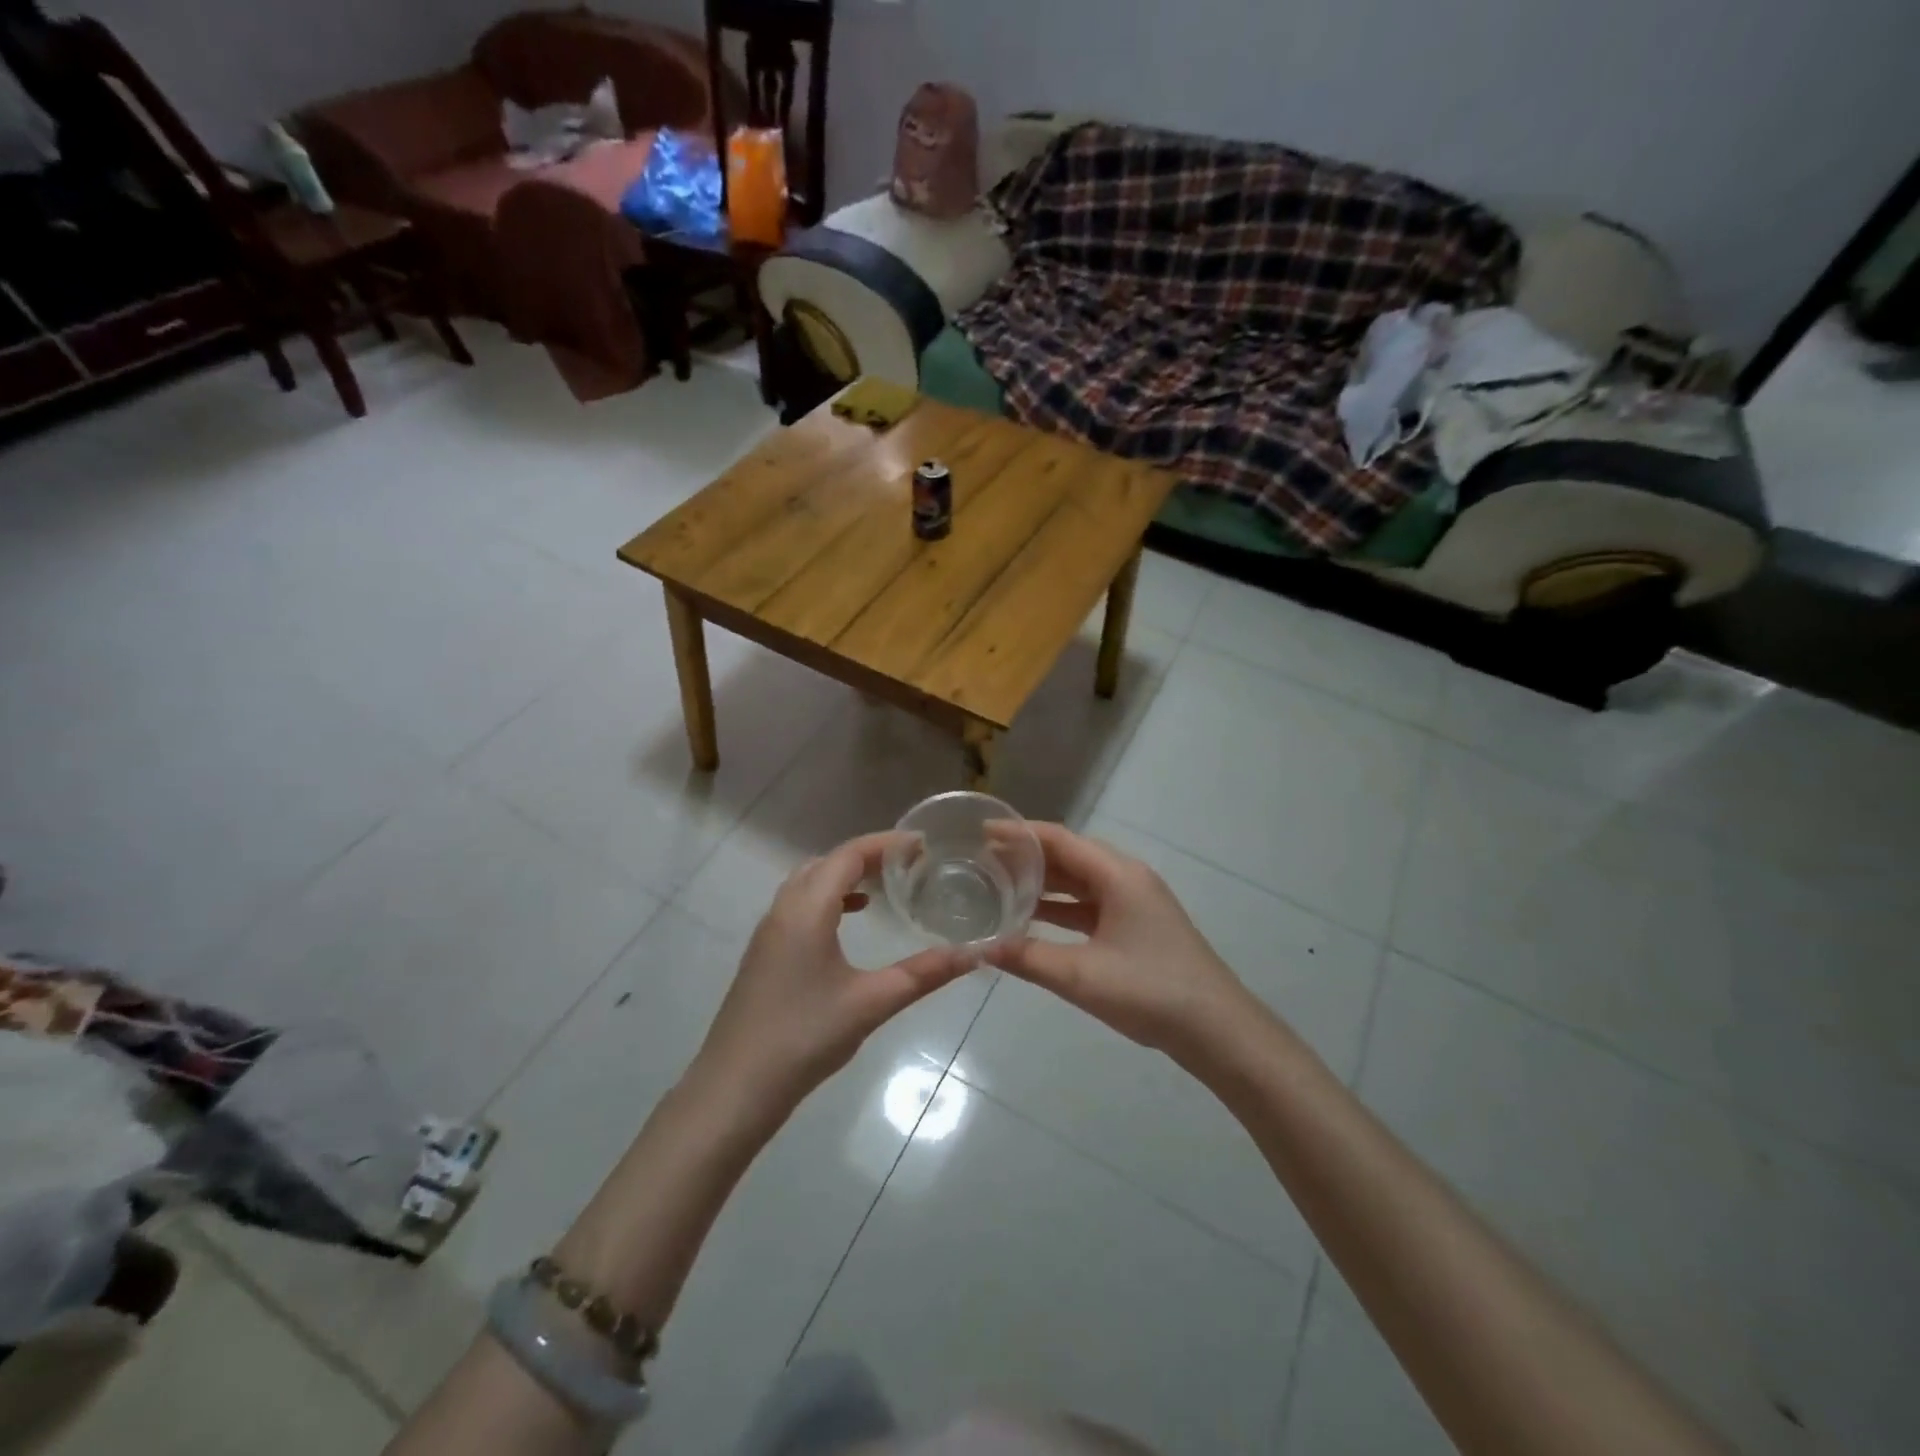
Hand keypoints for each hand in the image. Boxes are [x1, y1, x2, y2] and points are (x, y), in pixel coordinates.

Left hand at [689, 832, 971, 1122]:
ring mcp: (768, 932)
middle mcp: (783, 910)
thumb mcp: (872, 1003)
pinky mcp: (764, 954)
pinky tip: (848, 922)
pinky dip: (827, 899)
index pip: (848, 855)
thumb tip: (973, 954)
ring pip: (808, 883)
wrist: (735, 1088)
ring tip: (883, 886)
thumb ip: (923, 974)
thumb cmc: (804, 1037)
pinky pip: (798, 905)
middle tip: (908, 863)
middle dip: (867, 855)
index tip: (922, 844)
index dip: (886, 844)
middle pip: (826, 863)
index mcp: (807, 910)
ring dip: (844, 876)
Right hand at [985, 823, 1264, 1066]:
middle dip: (1026, 856)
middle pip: (1069, 855)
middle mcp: (1127, 878)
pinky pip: (1090, 905)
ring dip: (1043, 882)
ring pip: (1080, 881)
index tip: (981, 831)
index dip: (1019, 832)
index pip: (1059, 839)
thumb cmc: (1151, 991)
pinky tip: (1033, 919)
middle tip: (982, 860)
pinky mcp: (1137, 926)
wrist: (1218, 1031)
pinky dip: (1060, 907)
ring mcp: (1134, 903)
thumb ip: (1027, 958)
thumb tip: (976, 947)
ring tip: (999, 885)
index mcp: (1118, 875)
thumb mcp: (1081, 976)